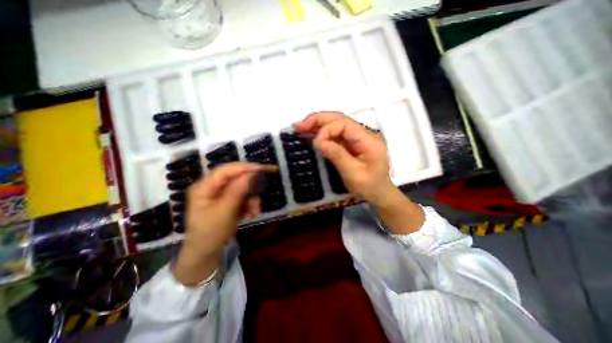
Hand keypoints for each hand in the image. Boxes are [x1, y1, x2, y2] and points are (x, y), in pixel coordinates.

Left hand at [173, 162, 275, 284]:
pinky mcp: (228, 200)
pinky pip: (243, 196)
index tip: (263, 169)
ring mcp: (221, 194)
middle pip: (236, 178)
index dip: (245, 167)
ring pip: (243, 187)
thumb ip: (238, 191)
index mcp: (204, 187)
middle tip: (263, 191)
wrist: (206, 253)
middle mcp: (212, 187)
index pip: (226, 170)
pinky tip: (251, 214)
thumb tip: (252, 173)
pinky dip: (250, 203)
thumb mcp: (225, 212)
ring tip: (255, 211)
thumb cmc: (211, 233)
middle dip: (251, 186)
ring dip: (252, 198)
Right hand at [294, 112, 424, 233]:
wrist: (380, 192)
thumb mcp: (353, 174)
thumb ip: (337, 155)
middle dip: (318, 120)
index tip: (316, 143)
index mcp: (369, 140)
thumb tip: (318, 141)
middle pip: (340, 119)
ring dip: (318, 124)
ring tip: (300, 128)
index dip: (327, 130)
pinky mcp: (352, 142)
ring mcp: (358, 137)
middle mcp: (364, 133)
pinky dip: (322, 133)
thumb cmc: (369, 186)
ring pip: (336, 124)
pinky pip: (336, 134)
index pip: (345, 124)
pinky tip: (311, 134)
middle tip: (299, 126)